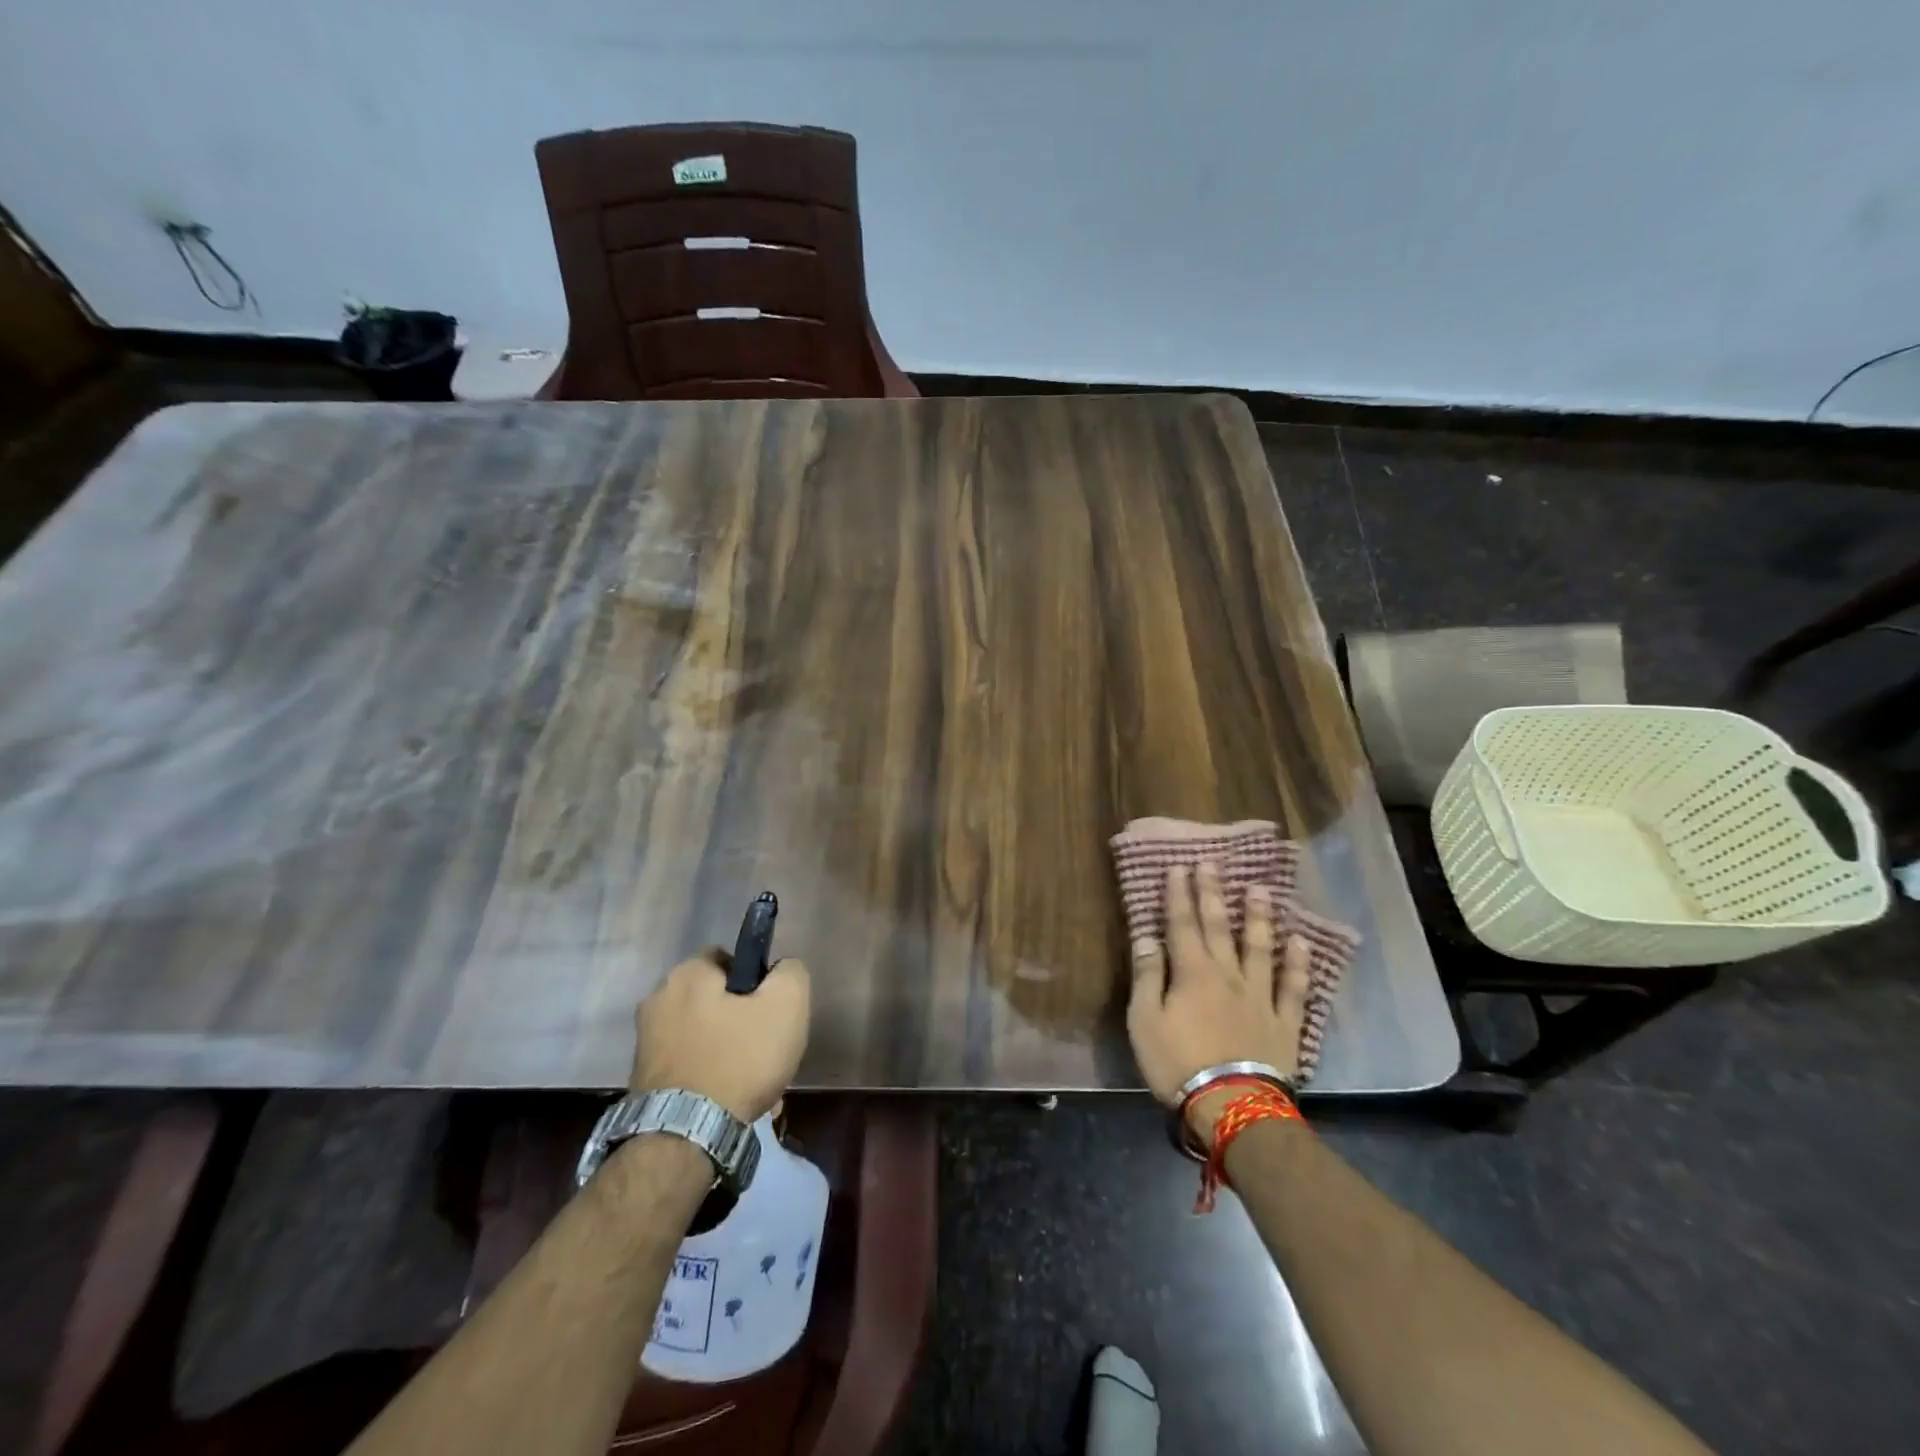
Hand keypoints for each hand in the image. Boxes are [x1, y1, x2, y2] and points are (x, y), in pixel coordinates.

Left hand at [630, 951, 810, 1122]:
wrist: (685, 1138)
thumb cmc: (739, 1059)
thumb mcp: (786, 1005)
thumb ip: (790, 972)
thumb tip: (782, 969)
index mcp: (686, 974)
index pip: (728, 959)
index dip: (755, 982)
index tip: (770, 1011)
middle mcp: (657, 1000)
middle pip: (714, 1001)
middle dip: (740, 1022)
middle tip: (765, 1050)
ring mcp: (644, 1042)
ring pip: (703, 1037)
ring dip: (727, 1054)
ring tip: (753, 1086)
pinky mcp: (641, 1080)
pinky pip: (688, 1067)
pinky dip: (708, 1079)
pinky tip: (730, 1103)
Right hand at [1127, 864, 1310, 1142]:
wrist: (1233, 1107)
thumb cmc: (1178, 1063)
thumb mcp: (1145, 1020)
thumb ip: (1147, 976)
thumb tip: (1146, 937)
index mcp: (1192, 973)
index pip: (1182, 924)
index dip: (1179, 895)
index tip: (1179, 867)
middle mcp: (1228, 974)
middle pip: (1219, 927)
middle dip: (1213, 893)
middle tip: (1213, 863)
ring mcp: (1260, 996)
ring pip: (1260, 948)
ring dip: (1258, 917)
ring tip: (1260, 889)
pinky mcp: (1284, 1021)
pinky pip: (1293, 987)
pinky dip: (1298, 963)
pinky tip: (1300, 942)